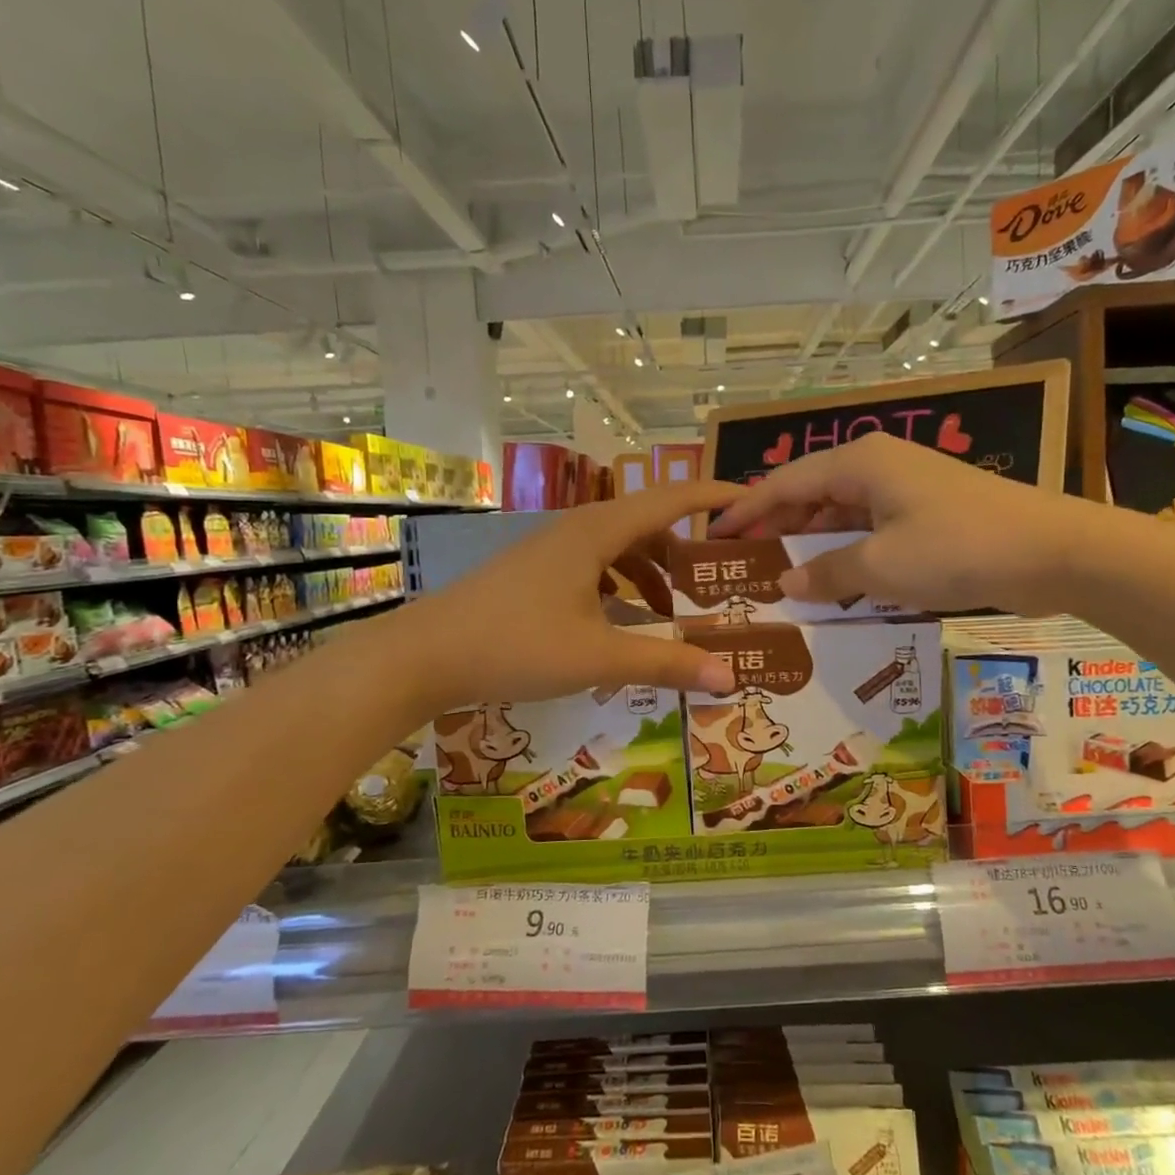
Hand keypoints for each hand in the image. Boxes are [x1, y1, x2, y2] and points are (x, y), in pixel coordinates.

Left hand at [401, 481, 742, 710]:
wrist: (421, 656)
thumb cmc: (515, 645)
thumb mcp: (598, 658)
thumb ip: (666, 664)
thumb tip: (728, 678)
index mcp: (597, 532)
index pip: (671, 500)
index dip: (715, 496)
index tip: (753, 499)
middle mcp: (576, 530)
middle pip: (647, 525)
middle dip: (687, 550)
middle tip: (720, 580)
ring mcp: (550, 551)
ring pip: (618, 550)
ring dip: (651, 575)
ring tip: (673, 616)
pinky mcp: (533, 574)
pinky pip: (593, 570)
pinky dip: (619, 590)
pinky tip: (621, 625)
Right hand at [707, 433, 1106, 615]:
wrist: (1055, 551)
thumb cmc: (957, 548)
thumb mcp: (882, 566)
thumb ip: (828, 572)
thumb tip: (787, 581)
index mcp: (859, 463)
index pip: (784, 483)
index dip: (746, 510)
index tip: (714, 535)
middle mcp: (878, 466)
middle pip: (810, 493)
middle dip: (776, 526)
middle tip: (742, 562)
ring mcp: (906, 489)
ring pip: (841, 513)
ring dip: (812, 542)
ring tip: (780, 574)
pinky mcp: (928, 514)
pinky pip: (870, 529)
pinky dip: (848, 552)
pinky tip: (834, 580)